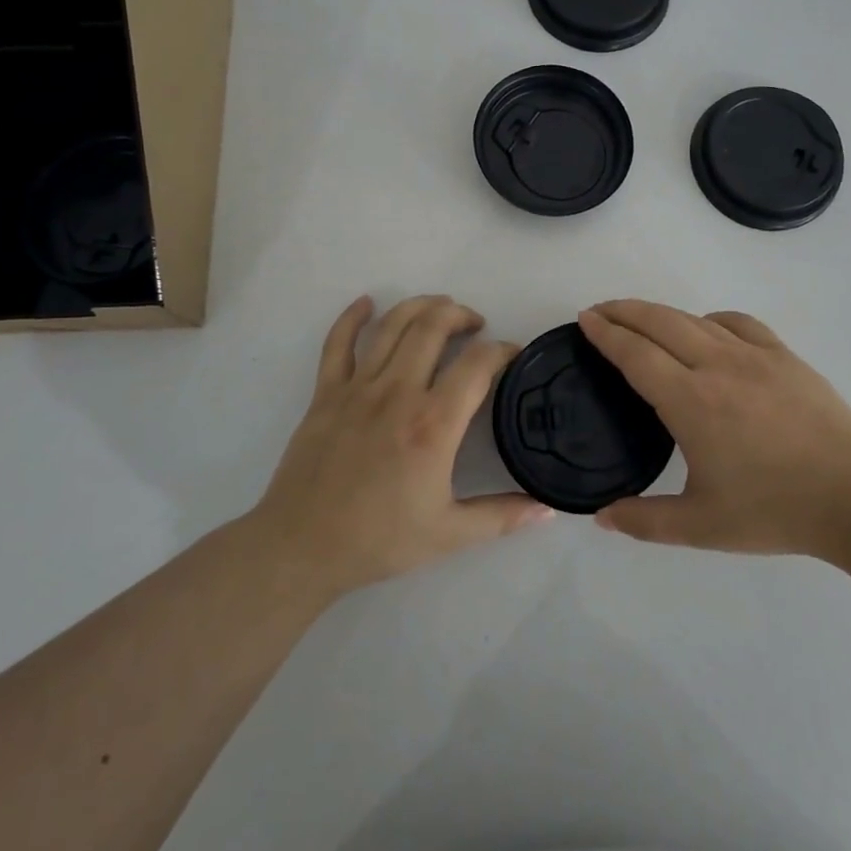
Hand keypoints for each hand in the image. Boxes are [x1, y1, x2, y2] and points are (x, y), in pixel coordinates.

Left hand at [251, 295, 552, 597]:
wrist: (302, 548)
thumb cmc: (379, 540)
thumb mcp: (449, 535)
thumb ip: (502, 517)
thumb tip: (548, 509)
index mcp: (433, 424)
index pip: (477, 364)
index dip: (502, 350)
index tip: (512, 354)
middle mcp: (397, 393)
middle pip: (433, 327)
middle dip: (460, 314)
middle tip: (476, 324)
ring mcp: (357, 388)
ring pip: (392, 325)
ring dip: (420, 306)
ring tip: (440, 306)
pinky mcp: (325, 393)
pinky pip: (338, 343)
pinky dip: (352, 317)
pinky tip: (366, 303)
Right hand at [578, 300, 850, 558]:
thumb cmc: (775, 511)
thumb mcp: (701, 526)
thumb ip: (645, 521)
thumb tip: (600, 517)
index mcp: (691, 402)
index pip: (636, 354)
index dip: (606, 333)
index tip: (585, 319)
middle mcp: (718, 366)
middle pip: (660, 323)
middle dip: (624, 311)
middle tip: (600, 311)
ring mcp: (755, 356)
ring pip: (696, 319)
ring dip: (661, 313)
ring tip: (641, 318)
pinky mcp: (785, 356)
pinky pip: (738, 323)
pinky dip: (711, 319)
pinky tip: (708, 330)